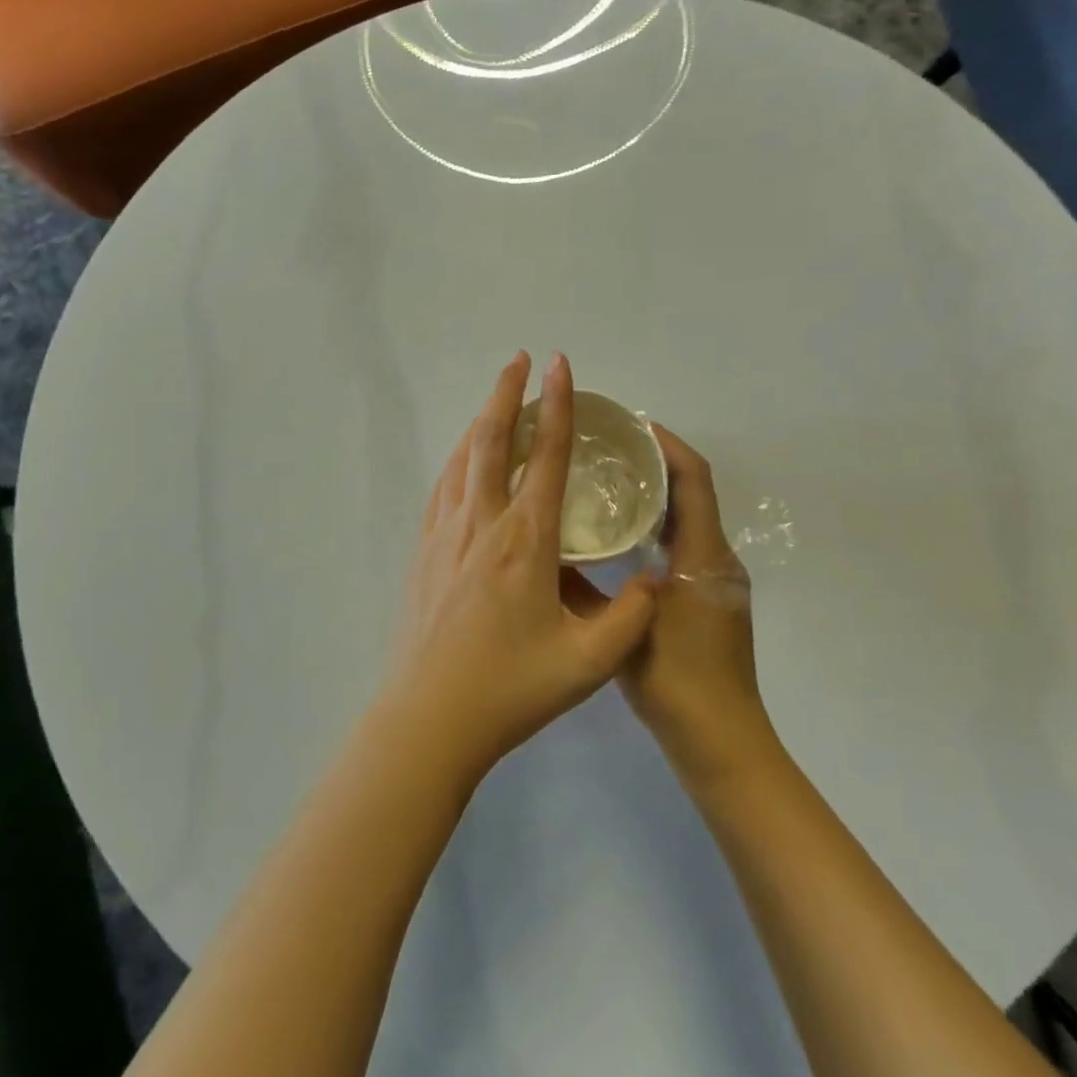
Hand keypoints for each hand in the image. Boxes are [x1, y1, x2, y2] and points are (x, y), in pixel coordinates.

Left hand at [386, 351, 658, 782]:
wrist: (429, 717)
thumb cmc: (511, 689)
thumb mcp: (589, 663)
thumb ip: (630, 618)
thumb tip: (654, 581)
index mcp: (524, 541)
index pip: (545, 456)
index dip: (557, 405)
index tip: (559, 364)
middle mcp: (481, 524)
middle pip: (492, 440)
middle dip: (506, 392)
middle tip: (520, 359)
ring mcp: (444, 535)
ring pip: (462, 459)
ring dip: (480, 421)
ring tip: (497, 401)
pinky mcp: (423, 552)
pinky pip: (443, 487)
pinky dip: (459, 459)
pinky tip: (464, 461)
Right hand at [617, 425, 780, 788]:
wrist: (721, 742)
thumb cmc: (676, 682)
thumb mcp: (622, 629)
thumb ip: (588, 587)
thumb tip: (553, 549)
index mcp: (704, 556)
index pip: (694, 479)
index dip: (666, 445)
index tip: (629, 425)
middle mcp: (717, 559)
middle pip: (692, 492)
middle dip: (655, 463)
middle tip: (605, 449)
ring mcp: (715, 581)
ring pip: (687, 519)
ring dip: (654, 494)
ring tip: (605, 482)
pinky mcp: (707, 600)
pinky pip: (682, 545)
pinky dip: (655, 527)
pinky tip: (618, 537)